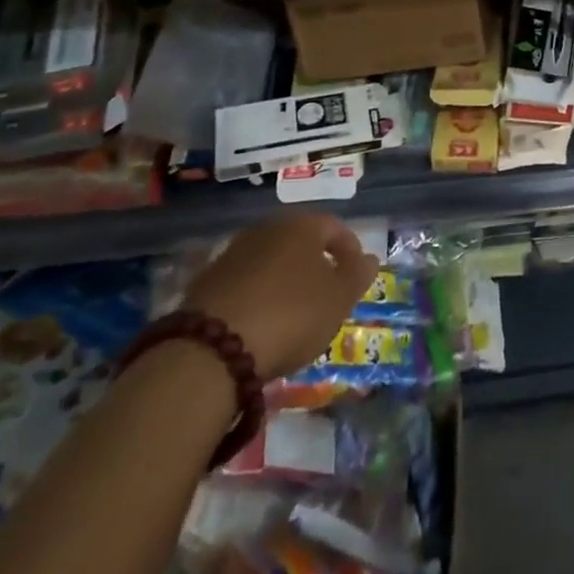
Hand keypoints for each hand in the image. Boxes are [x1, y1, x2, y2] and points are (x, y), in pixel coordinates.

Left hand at [183, 213, 378, 378]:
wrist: (212, 347)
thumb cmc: (291, 314)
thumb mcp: (338, 299)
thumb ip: (357, 275)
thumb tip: (367, 258)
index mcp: (301, 225)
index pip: (334, 227)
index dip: (350, 251)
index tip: (355, 277)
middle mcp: (266, 229)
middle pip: (299, 243)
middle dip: (314, 266)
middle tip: (325, 297)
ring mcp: (232, 253)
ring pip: (269, 262)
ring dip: (283, 282)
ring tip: (291, 316)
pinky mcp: (206, 282)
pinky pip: (243, 284)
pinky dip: (256, 297)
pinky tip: (259, 325)